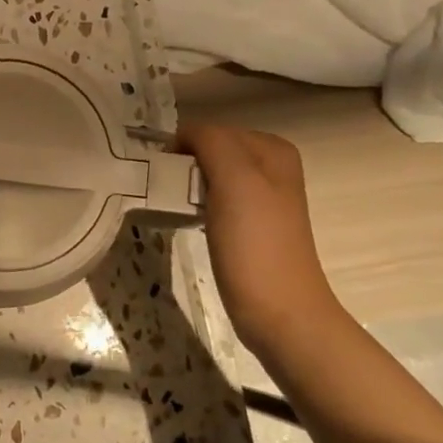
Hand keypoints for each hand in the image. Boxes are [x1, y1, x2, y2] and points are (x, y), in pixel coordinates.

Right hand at [178, 124, 341, 348]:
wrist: (280, 312)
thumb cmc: (255, 244)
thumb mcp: (236, 180)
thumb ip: (212, 142)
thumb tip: (184, 135)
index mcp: (272, 149)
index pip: (210, 129)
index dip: (182, 147)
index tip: (162, 174)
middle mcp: (271, 167)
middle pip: (210, 150)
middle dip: (185, 165)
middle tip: (165, 190)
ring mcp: (261, 198)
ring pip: (210, 175)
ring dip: (188, 185)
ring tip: (172, 204)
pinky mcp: (249, 225)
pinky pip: (213, 199)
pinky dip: (196, 204)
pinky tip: (189, 220)